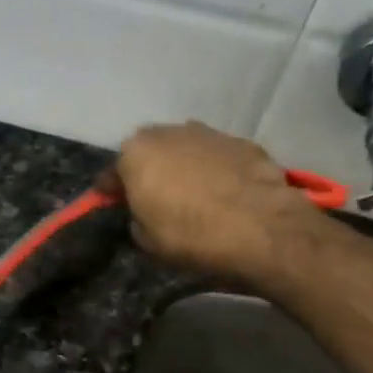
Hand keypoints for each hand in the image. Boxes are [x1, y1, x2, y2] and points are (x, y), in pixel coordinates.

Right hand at [105, 122, 316, 281]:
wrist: (261, 228)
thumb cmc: (190, 235)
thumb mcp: (146, 239)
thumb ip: (137, 216)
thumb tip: (145, 211)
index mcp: (136, 153)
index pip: (112, 172)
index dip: (111, 190)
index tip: (112, 202)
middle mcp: (169, 132)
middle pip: (150, 151)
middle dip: (149, 169)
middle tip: (154, 195)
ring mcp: (209, 133)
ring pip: (185, 148)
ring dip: (183, 165)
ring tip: (191, 192)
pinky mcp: (243, 142)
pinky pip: (217, 156)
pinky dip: (215, 169)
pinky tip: (222, 191)